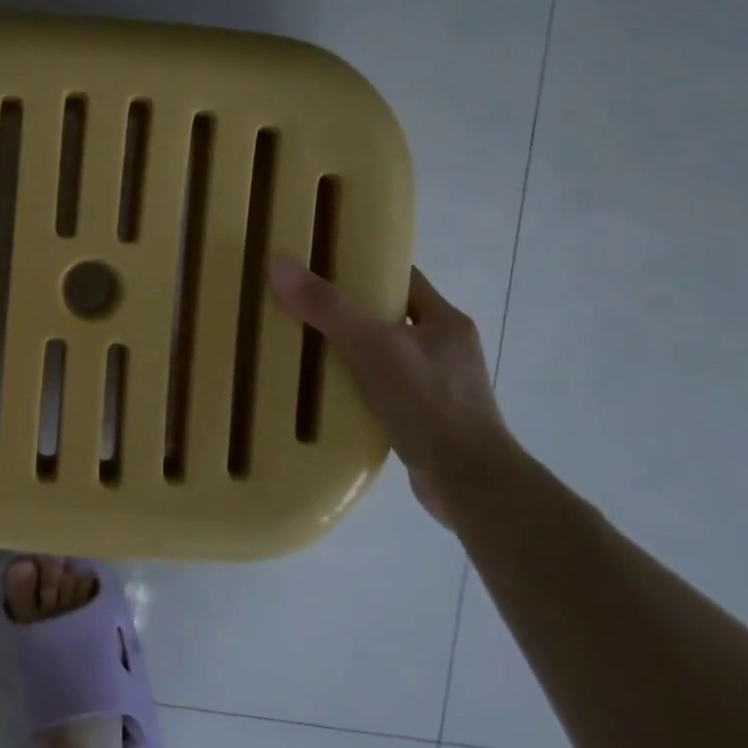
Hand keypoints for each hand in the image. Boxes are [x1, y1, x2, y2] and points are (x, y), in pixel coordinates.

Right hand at [269, 259, 520, 527]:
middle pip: (389, 318)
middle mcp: (447, 350)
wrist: (469, 483)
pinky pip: (385, 393)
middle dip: (349, 314)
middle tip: (302, 312)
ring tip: (306, 355)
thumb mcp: (372, 347)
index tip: (321, 268)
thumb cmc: (428, 403)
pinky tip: (329, 399)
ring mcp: (440, 388)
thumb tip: (279, 264)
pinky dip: (358, 392)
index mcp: (445, 321)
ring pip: (386, 358)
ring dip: (352, 356)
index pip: (402, 279)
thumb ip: (327, 308)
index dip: (363, 268)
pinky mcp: (427, 422)